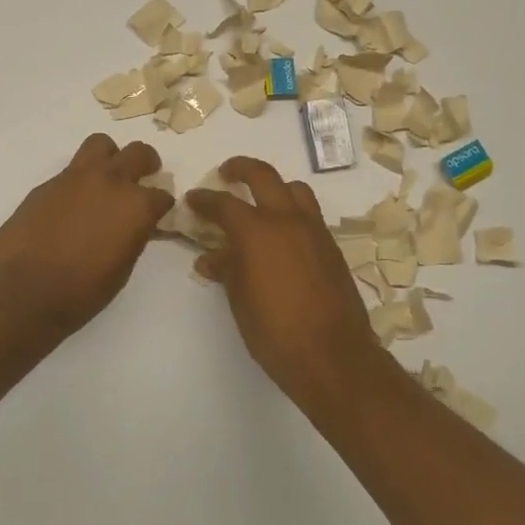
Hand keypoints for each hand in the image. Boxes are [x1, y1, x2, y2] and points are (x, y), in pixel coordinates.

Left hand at [0, 134, 173, 337]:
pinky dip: (78, 181)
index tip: (157, 214)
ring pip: (100, 144)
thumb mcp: (122, 269)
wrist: (23, 291)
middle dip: (146, 163)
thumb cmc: (81, 292)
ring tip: (106, 177)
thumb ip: (132, 237)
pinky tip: (71, 206)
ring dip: (109, 156)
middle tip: (144, 176)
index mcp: (135, 206)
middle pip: (138, 153)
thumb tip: (132, 226)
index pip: (162, 195)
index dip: (161, 205)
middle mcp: (110, 182)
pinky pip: (70, 171)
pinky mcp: (46, 184)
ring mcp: (75, 178)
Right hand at [189, 157, 386, 402]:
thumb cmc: (274, 331)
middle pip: (263, 176)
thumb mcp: (240, 300)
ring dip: (274, 187)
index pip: (224, 203)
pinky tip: (281, 235)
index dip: (204, 199)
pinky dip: (292, 211)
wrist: (332, 355)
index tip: (192, 199)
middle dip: (241, 168)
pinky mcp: (331, 247)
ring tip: (260, 200)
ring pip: (295, 190)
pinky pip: (309, 214)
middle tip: (226, 173)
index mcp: (257, 231)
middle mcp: (287, 220)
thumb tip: (211, 257)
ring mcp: (314, 231)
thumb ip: (226, 270)